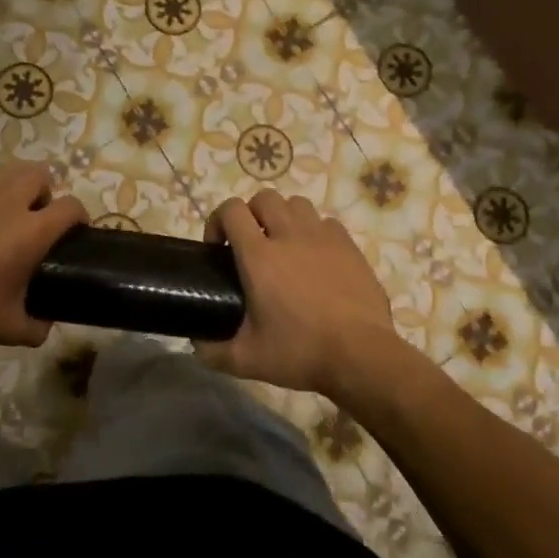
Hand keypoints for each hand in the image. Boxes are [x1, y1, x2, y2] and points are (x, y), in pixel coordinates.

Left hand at [0, 163, 87, 350]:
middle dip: (46, 191)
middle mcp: (8, 203)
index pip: (71, 207)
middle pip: (40, 173)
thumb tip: (45, 324)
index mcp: (31, 232)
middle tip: (37, 218)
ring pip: (7, 172)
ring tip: (6, 214)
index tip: (75, 231)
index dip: (79, 216)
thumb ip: (38, 327)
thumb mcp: (11, 329)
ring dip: (16, 187)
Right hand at [195, 192, 397, 395]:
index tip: (217, 248)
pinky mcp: (350, 247)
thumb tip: (197, 346)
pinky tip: (315, 258)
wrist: (360, 355)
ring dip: (283, 217)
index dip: (217, 221)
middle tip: (249, 244)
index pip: (231, 210)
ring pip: (297, 204)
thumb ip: (214, 352)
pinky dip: (314, 232)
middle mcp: (289, 236)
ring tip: (283, 246)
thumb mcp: (247, 360)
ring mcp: (323, 238)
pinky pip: (326, 223)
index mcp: (259, 257)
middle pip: (264, 198)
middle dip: (250, 214)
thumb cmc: (299, 353)